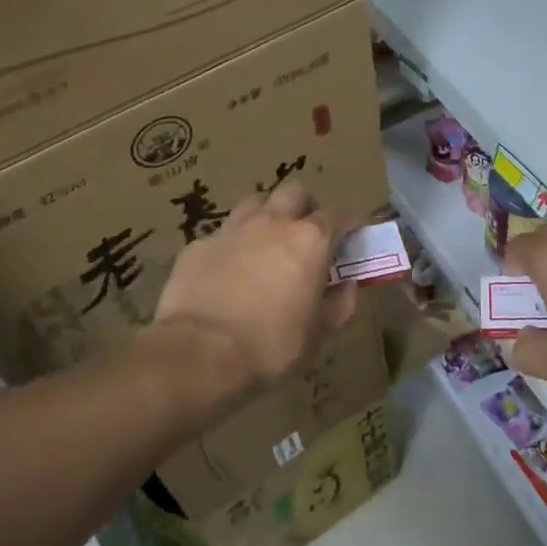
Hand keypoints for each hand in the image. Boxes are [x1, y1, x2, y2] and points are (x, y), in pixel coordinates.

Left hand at [153, 180, 355, 391]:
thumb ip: (339, 303)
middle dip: (304, 206)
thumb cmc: (271, 346)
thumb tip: (347, 285)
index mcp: (309, 241)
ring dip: (266, 215)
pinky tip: (227, 271)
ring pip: (255, 202)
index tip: (347, 241)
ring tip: (265, 243)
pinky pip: (222, 234)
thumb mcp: (319, 333)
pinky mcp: (199, 245)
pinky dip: (231, 245)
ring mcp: (232, 229)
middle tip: (304, 233)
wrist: (200, 353)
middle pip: (294, 192)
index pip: (337, 217)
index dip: (345, 228)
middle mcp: (273, 223)